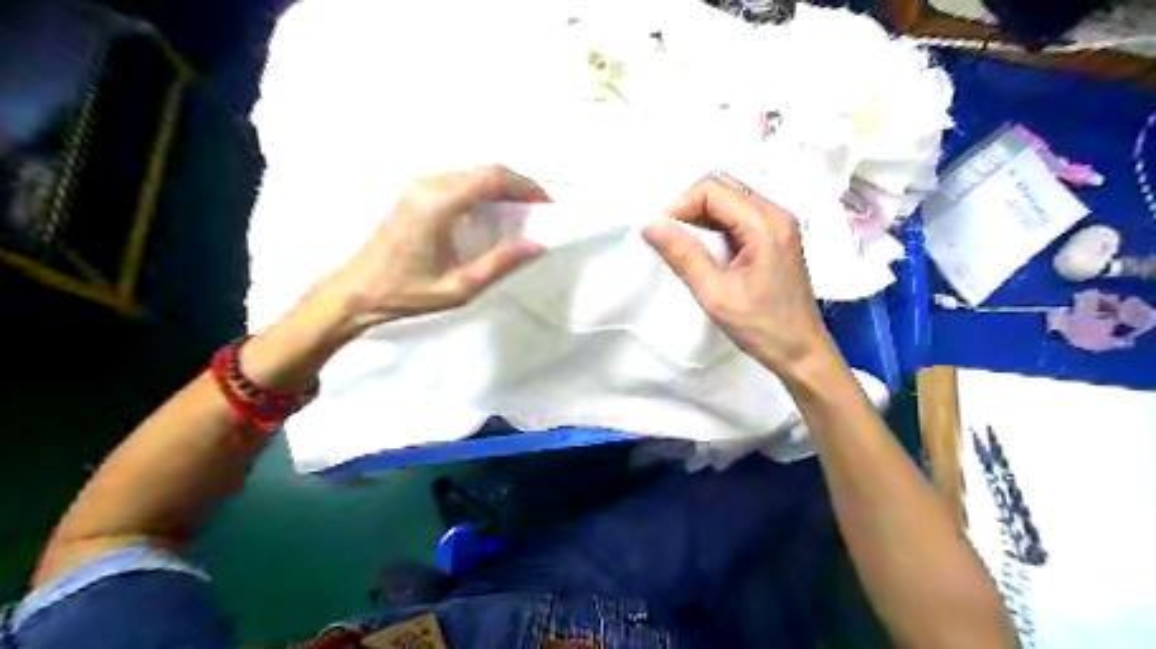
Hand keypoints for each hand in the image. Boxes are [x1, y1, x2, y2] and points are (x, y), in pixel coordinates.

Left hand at [314, 164, 548, 331]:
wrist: (356, 291)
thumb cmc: (406, 293)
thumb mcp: (459, 286)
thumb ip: (500, 264)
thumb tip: (536, 246)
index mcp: (439, 205)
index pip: (492, 177)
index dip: (525, 186)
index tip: (545, 204)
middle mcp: (427, 186)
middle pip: (484, 170)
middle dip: (516, 185)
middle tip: (538, 209)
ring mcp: (418, 187)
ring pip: (471, 172)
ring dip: (499, 187)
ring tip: (520, 212)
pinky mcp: (414, 194)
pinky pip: (457, 181)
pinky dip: (482, 190)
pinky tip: (490, 214)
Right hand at [641, 178, 841, 378]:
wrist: (802, 352)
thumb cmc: (761, 327)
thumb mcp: (715, 294)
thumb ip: (683, 256)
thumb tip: (649, 226)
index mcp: (765, 223)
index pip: (712, 189)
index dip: (680, 206)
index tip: (663, 236)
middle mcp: (775, 214)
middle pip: (722, 188)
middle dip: (688, 209)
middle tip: (669, 240)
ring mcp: (778, 224)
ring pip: (728, 201)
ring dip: (700, 218)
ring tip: (683, 248)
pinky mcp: (775, 237)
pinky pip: (738, 217)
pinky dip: (715, 228)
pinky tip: (704, 252)